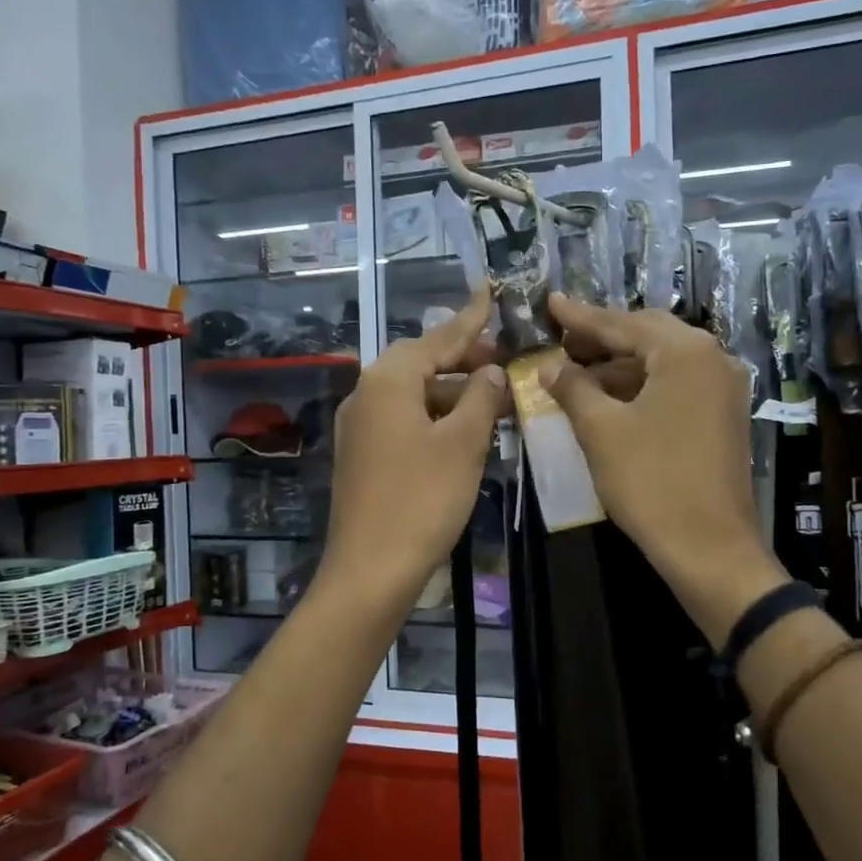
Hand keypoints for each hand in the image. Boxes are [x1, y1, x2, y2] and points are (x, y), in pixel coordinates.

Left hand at [322, 286, 506, 606]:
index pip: (437, 338)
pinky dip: (434, 417)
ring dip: (451, 392)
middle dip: (461, 359)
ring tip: (491, 397)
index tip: (489, 291)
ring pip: (412, 394)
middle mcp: (366, 395)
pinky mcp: (362, 456)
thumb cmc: (422, 499)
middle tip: (501, 360)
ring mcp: (360, 428)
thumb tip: (491, 371)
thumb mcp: (463, 444)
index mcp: (387, 381)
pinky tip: (462, 431)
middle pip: (420, 363)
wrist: (371, 569)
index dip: (470, 319)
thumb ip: (480, 398)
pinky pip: (403, 420)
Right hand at [543, 293, 786, 647]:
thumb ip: (573, 388)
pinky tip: (609, 399)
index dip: (581, 317)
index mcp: (685, 352)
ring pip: (663, 362)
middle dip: (603, 337)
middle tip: (561, 338)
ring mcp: (724, 388)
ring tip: (576, 372)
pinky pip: (677, 385)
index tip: (550, 303)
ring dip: (620, 365)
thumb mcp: (601, 431)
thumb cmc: (651, 482)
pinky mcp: (724, 416)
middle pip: (648, 335)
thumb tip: (550, 366)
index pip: (623, 323)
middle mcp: (713, 359)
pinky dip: (642, 386)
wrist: (709, 547)